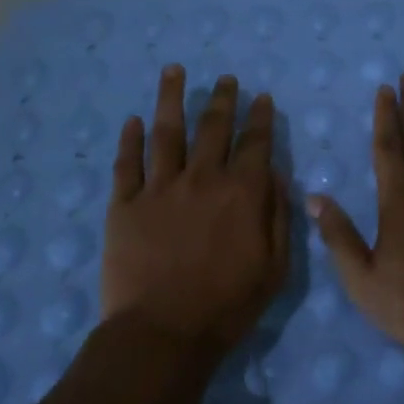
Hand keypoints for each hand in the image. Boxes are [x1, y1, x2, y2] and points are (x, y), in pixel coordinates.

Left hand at [102, 66, 290, 354]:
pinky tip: (134, 120)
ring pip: (167, 132)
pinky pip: (127, 163)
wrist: (163, 333)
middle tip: (226, 78)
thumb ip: (278, 216)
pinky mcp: (125, 204)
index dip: (260, 118)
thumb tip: (276, 176)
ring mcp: (159, 188)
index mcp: (241, 192)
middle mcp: (202, 178)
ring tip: (174, 71)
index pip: (255, 143)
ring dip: (171, 98)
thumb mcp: (275, 267)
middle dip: (223, 99)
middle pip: (213, 127)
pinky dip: (131, 139)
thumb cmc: (228, 305)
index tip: (261, 98)